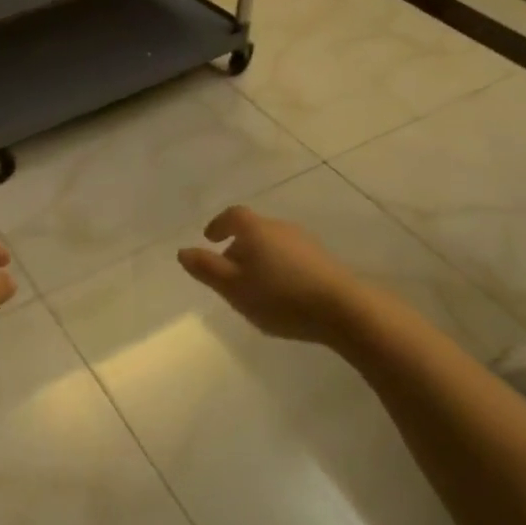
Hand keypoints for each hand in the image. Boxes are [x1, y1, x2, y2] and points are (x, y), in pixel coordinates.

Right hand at [178, 205, 369, 344]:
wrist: (343, 308)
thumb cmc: (279, 296)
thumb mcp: (234, 287)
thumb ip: (206, 268)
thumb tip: (183, 251)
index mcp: (255, 229)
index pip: (233, 215)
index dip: (219, 224)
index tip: (210, 238)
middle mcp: (280, 227)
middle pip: (253, 230)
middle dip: (238, 247)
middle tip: (229, 272)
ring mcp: (305, 242)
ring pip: (273, 244)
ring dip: (260, 259)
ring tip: (254, 286)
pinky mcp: (323, 260)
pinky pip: (291, 257)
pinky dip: (279, 268)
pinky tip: (281, 293)